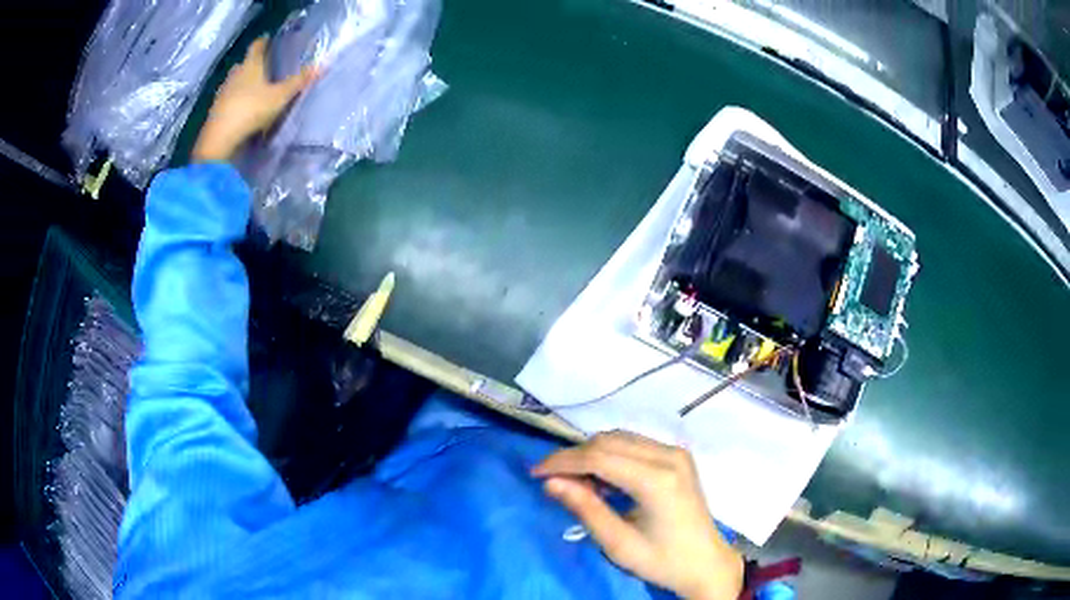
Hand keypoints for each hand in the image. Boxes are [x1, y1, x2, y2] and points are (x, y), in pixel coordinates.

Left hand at [192, 36, 317, 162]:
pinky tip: (241, 106)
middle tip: (262, 65)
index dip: (263, 42)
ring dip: (242, 82)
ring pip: (234, 82)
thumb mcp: (280, 96)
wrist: (220, 138)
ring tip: (253, 87)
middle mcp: (235, 75)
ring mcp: (223, 93)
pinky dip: (234, 99)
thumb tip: (323, 64)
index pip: (257, 46)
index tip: (268, 39)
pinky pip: (227, 99)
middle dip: (252, 63)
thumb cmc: (251, 110)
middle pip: (244, 64)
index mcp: (251, 66)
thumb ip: (299, 81)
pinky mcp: (216, 110)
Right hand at [532, 431, 742, 599]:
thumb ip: (585, 509)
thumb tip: (550, 482)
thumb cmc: (662, 561)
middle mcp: (669, 456)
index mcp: (658, 480)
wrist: (706, 564)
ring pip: (619, 439)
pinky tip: (603, 482)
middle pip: (608, 441)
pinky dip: (610, 457)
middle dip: (574, 457)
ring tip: (576, 484)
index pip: (600, 457)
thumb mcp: (618, 544)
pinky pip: (633, 445)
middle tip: (552, 481)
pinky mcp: (677, 456)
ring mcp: (676, 453)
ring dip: (591, 456)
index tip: (535, 473)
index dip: (563, 461)